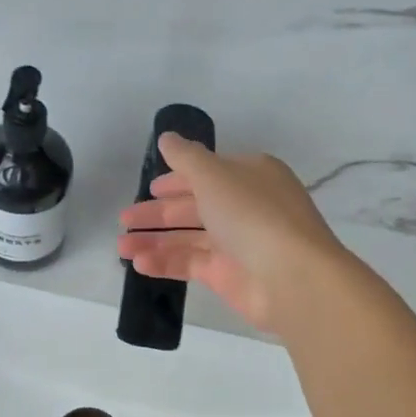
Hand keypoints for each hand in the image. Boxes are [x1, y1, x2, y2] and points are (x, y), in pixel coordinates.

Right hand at [116, 134, 349, 330]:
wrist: (293, 279)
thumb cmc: (253, 215)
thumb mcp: (215, 176)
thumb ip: (185, 158)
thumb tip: (166, 137)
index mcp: (249, 176)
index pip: (207, 173)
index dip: (176, 179)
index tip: (149, 188)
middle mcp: (245, 206)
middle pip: (194, 206)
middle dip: (158, 213)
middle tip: (124, 220)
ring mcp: (238, 243)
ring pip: (189, 237)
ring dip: (155, 240)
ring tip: (122, 247)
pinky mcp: (229, 276)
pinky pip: (191, 264)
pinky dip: (165, 263)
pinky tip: (140, 264)